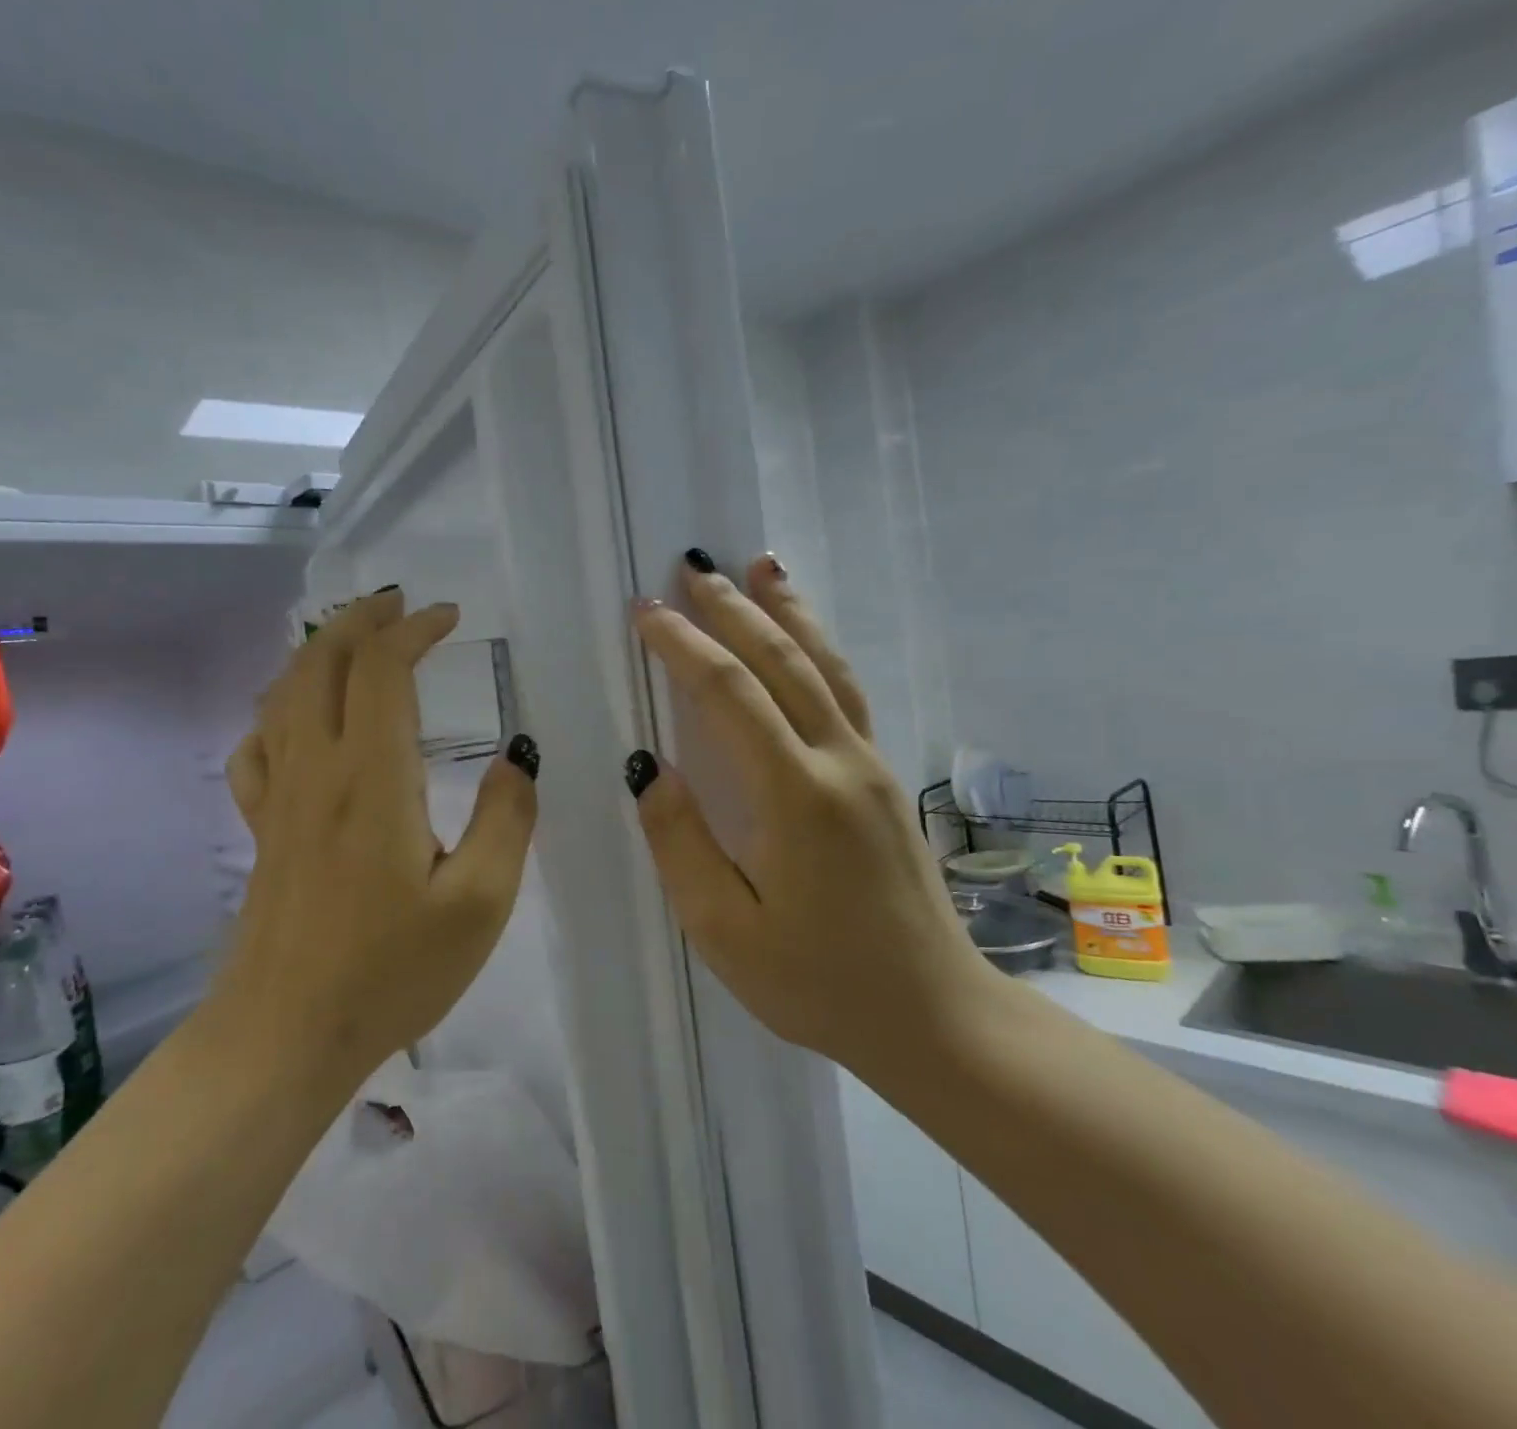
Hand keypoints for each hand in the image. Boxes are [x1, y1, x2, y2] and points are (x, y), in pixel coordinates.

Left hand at [210, 590, 539, 1090]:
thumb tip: (516, 757)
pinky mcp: (262, 828)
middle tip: (399, 606)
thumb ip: (507, 819)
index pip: (381, 669)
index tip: (449, 618)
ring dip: (318, 651)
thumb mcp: (480, 903)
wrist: (286, 1035)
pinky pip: (257, 746)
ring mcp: (279, 797)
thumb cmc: (390, 971)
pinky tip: (297, 719)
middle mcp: (316, 769)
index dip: (413, 629)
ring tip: (354, 641)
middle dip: (360, 620)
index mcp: (372, 777)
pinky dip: (278, 710)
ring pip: (283, 694)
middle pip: (320, 662)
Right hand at [627, 552, 991, 1083]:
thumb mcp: (726, 931)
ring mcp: (871, 766)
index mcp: (796, 796)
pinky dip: (819, 648)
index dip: (683, 646)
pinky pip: (845, 693)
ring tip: (760, 563)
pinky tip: (804, 637)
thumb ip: (681, 843)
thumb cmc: (818, 983)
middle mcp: (840, 762)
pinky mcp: (884, 779)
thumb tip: (649, 768)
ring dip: (787, 610)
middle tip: (691, 566)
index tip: (645, 613)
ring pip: (825, 665)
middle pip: (782, 661)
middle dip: (731, 608)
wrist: (934, 1016)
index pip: (730, 694)